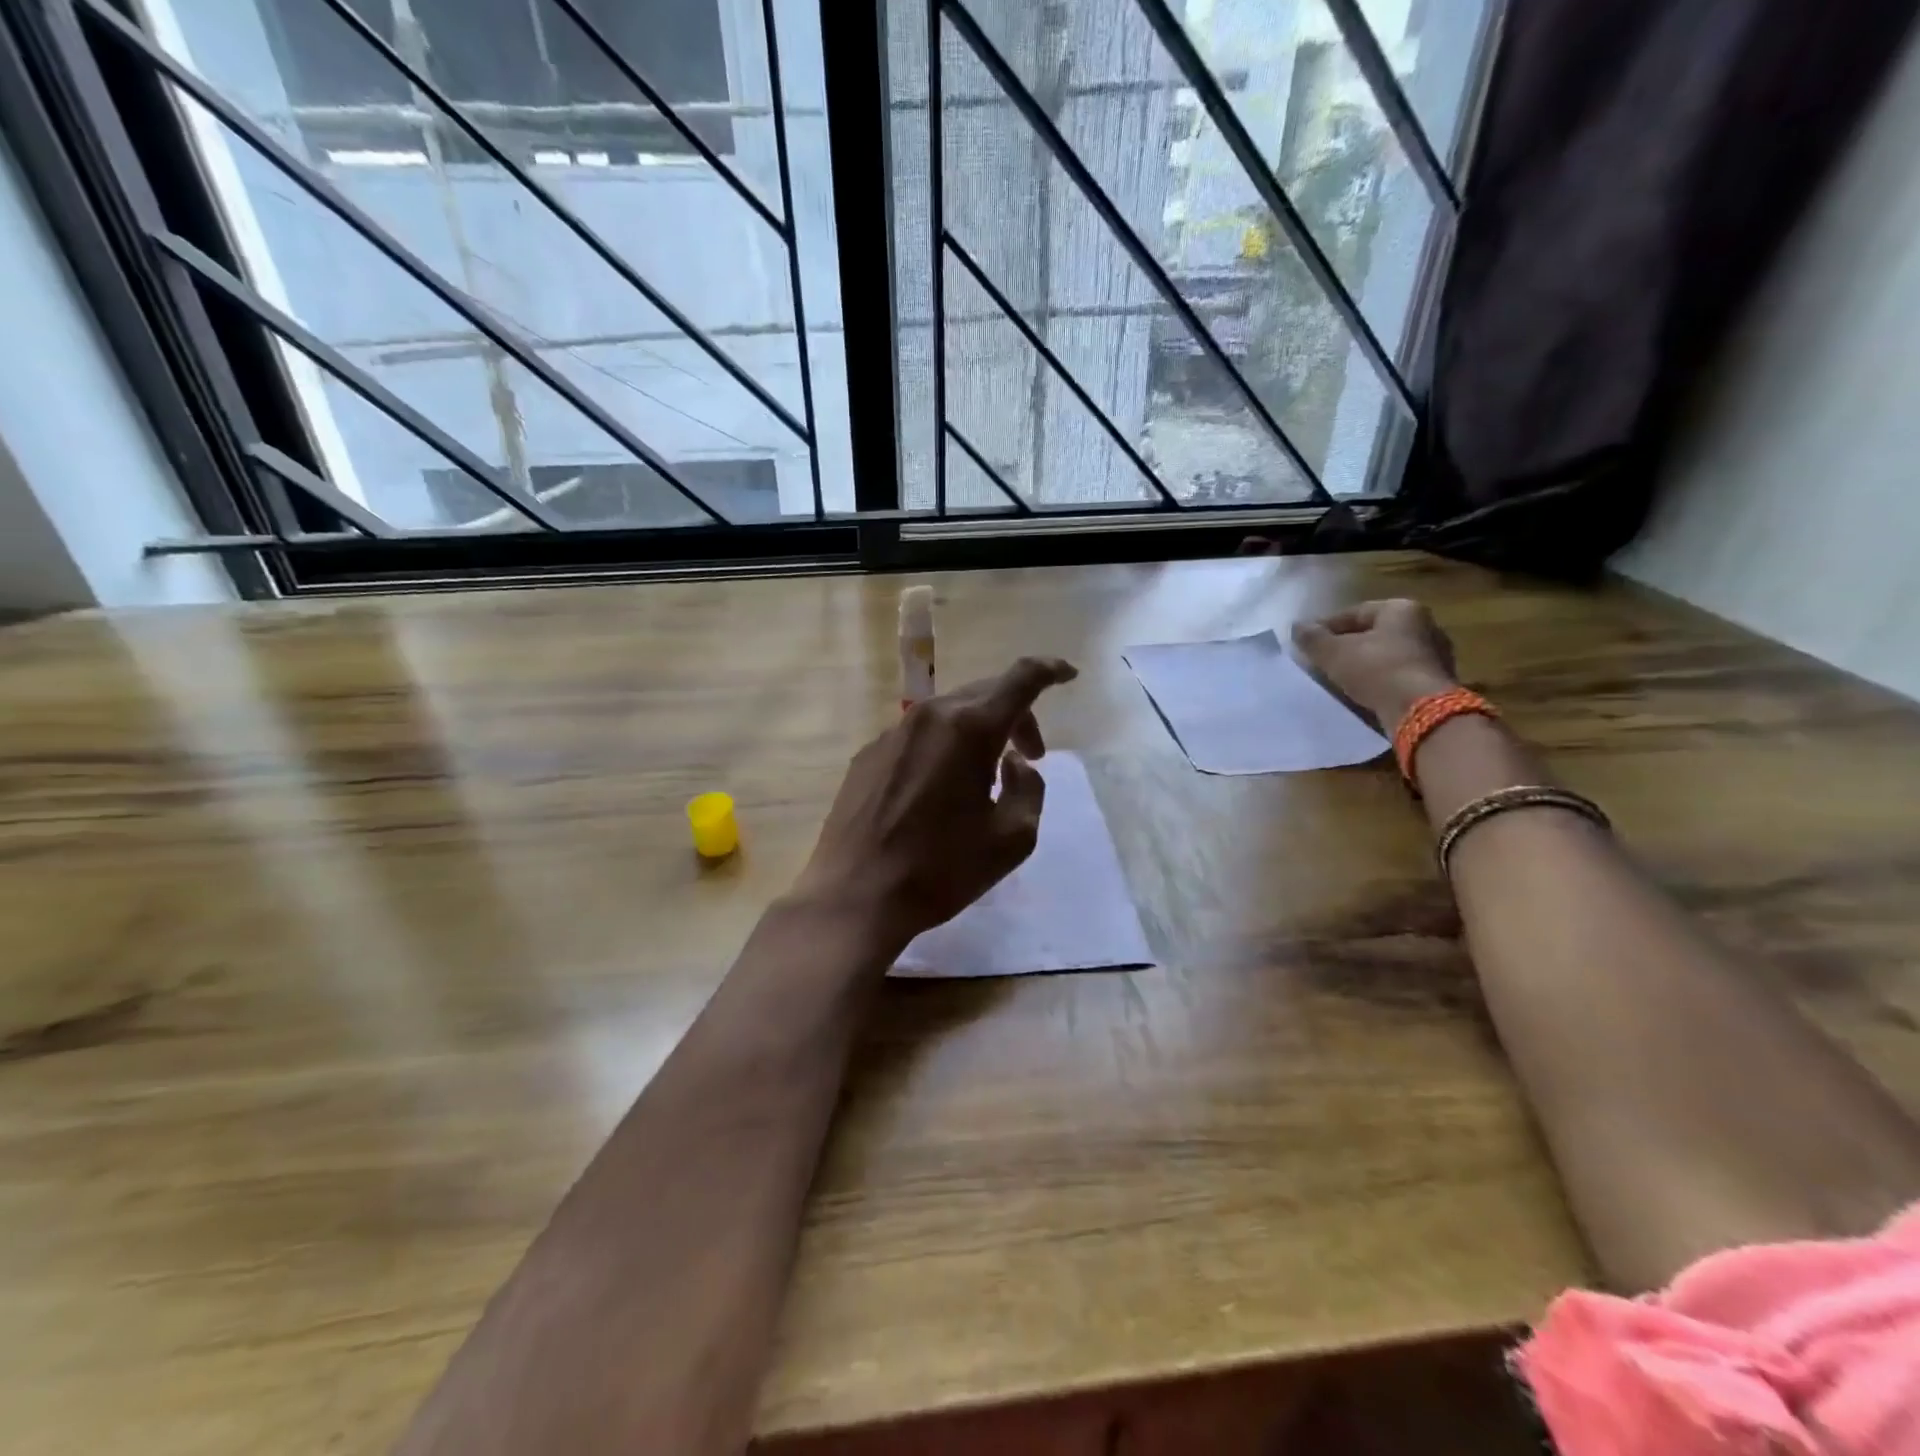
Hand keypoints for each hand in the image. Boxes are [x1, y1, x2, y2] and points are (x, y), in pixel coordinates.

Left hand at [795, 656, 1079, 952]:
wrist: (855, 895)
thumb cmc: (941, 869)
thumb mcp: (1012, 839)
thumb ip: (1029, 789)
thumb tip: (1014, 763)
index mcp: (970, 729)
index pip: (1020, 679)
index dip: (1050, 670)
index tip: (1068, 675)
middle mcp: (929, 716)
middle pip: (985, 694)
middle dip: (1016, 716)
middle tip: (1030, 755)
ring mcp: (892, 733)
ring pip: (949, 713)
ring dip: (978, 733)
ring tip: (983, 778)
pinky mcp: (868, 755)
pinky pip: (918, 736)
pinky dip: (943, 747)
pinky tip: (938, 791)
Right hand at [1291, 599, 1457, 728]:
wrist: (1419, 710)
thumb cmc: (1376, 669)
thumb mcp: (1334, 653)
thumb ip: (1313, 638)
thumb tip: (1297, 626)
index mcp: (1401, 609)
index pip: (1354, 612)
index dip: (1326, 627)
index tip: (1307, 643)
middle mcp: (1424, 625)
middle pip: (1373, 633)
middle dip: (1346, 646)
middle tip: (1321, 661)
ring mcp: (1434, 654)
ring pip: (1386, 654)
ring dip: (1362, 664)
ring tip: (1338, 679)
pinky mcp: (1436, 681)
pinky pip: (1398, 674)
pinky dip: (1379, 680)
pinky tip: (1362, 693)